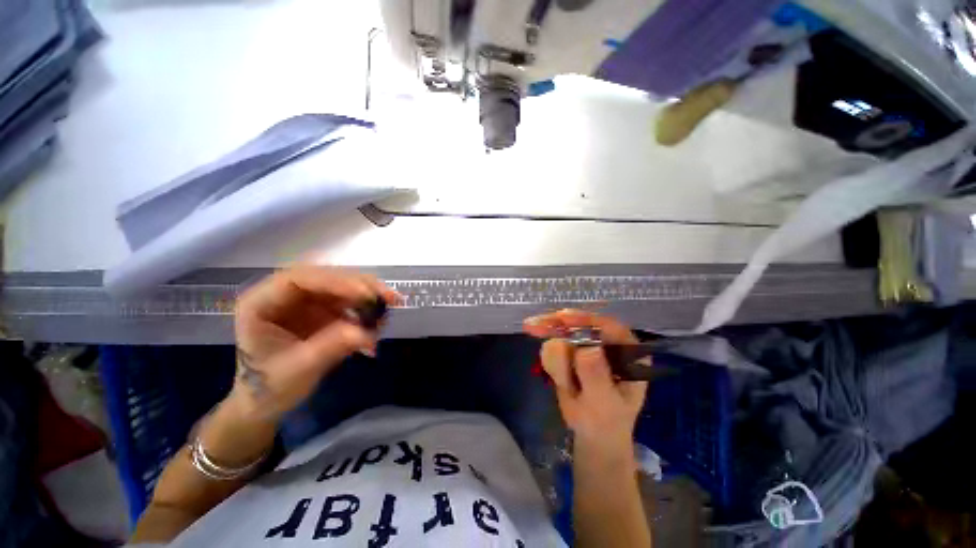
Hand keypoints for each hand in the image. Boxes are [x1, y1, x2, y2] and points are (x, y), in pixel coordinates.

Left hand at [231, 265, 398, 421]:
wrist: (267, 401)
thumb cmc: (268, 387)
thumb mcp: (297, 370)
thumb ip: (330, 347)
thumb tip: (367, 333)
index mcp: (261, 303)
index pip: (299, 279)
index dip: (334, 281)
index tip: (365, 294)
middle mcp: (285, 295)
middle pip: (326, 278)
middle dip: (360, 285)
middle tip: (389, 297)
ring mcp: (306, 301)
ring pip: (343, 286)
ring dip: (369, 295)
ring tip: (391, 305)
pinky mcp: (323, 310)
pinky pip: (350, 302)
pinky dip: (368, 309)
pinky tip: (380, 320)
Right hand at [524, 310, 647, 457]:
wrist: (593, 436)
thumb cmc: (607, 423)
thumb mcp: (605, 404)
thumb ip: (596, 377)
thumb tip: (587, 348)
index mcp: (628, 351)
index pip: (609, 326)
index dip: (585, 319)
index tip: (562, 319)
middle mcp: (608, 343)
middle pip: (580, 323)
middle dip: (557, 328)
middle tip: (532, 326)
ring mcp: (587, 345)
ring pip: (562, 334)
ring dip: (557, 361)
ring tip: (567, 387)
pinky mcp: (571, 351)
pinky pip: (553, 346)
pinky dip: (550, 362)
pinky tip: (559, 382)